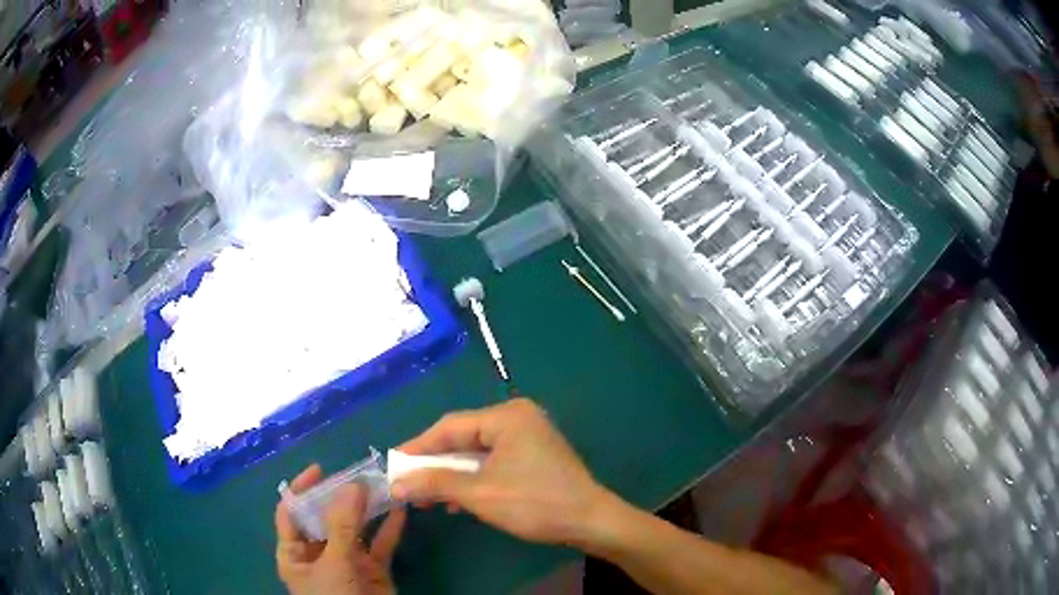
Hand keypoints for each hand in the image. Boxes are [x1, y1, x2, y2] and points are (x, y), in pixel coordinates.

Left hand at [275, 464, 406, 594]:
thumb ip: (342, 525)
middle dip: (340, 496)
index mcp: (295, 553)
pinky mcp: (373, 571)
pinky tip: (400, 510)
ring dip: (368, 509)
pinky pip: (380, 545)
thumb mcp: (333, 563)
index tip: (322, 469)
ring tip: (381, 484)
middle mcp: (318, 554)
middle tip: (359, 473)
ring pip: (355, 529)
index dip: (302, 489)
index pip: (291, 513)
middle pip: (325, 517)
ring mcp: (347, 563)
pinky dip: (390, 529)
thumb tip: (352, 485)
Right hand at [390, 398, 616, 546]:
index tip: (393, 464)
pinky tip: (457, 501)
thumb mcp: (479, 493)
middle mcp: (517, 419)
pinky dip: (474, 480)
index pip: (450, 426)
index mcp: (506, 416)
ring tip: (428, 497)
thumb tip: (396, 483)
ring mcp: (528, 437)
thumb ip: (435, 483)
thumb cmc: (535, 503)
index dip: (418, 447)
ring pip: (477, 454)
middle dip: (435, 464)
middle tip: (407, 483)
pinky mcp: (534, 457)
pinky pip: (494, 463)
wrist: (591, 522)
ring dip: (452, 476)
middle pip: (463, 439)